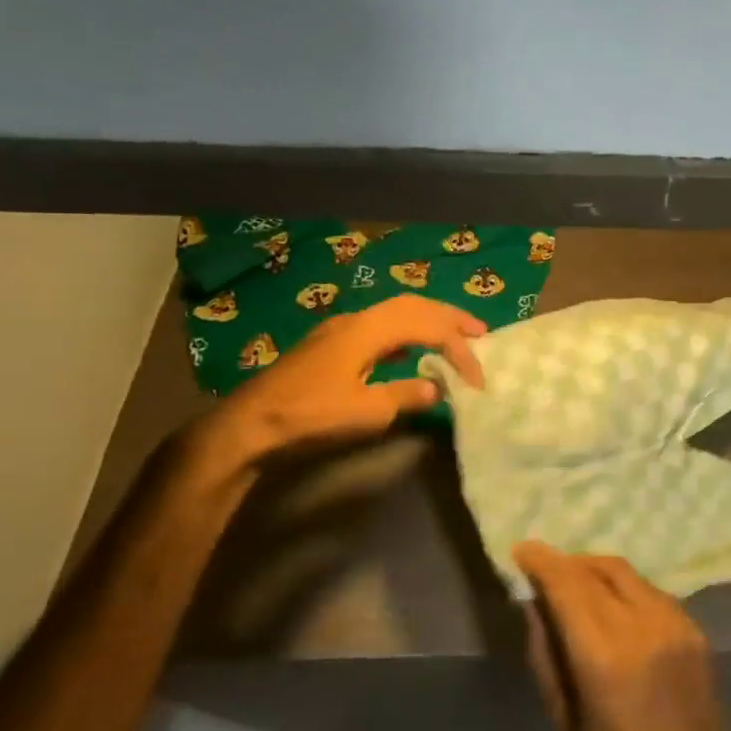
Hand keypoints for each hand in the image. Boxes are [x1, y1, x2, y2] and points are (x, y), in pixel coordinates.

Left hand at [195, 295, 485, 468]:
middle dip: (450, 316)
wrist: (249, 425)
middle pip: (414, 305)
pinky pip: (381, 324)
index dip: (459, 349)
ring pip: (396, 311)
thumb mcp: (367, 412)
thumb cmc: (310, 416)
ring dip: (429, 319)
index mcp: (369, 330)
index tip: (477, 379)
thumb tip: (437, 388)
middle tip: (481, 332)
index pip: (429, 328)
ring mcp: (340, 329)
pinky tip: (412, 348)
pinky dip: (407, 329)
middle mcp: (357, 320)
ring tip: (454, 334)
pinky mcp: (330, 344)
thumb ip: (406, 395)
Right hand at [515, 542, 730, 730]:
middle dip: (568, 563)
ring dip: (596, 571)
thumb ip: (546, 655)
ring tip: (574, 586)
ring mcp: (677, 625)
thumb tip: (534, 603)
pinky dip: (624, 589)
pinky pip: (651, 593)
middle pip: (600, 570)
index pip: (569, 586)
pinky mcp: (696, 631)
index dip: (542, 561)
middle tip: (544, 569)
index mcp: (607, 656)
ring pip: (628, 575)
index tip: (521, 549)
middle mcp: (645, 627)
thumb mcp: (565, 723)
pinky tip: (611, 608)